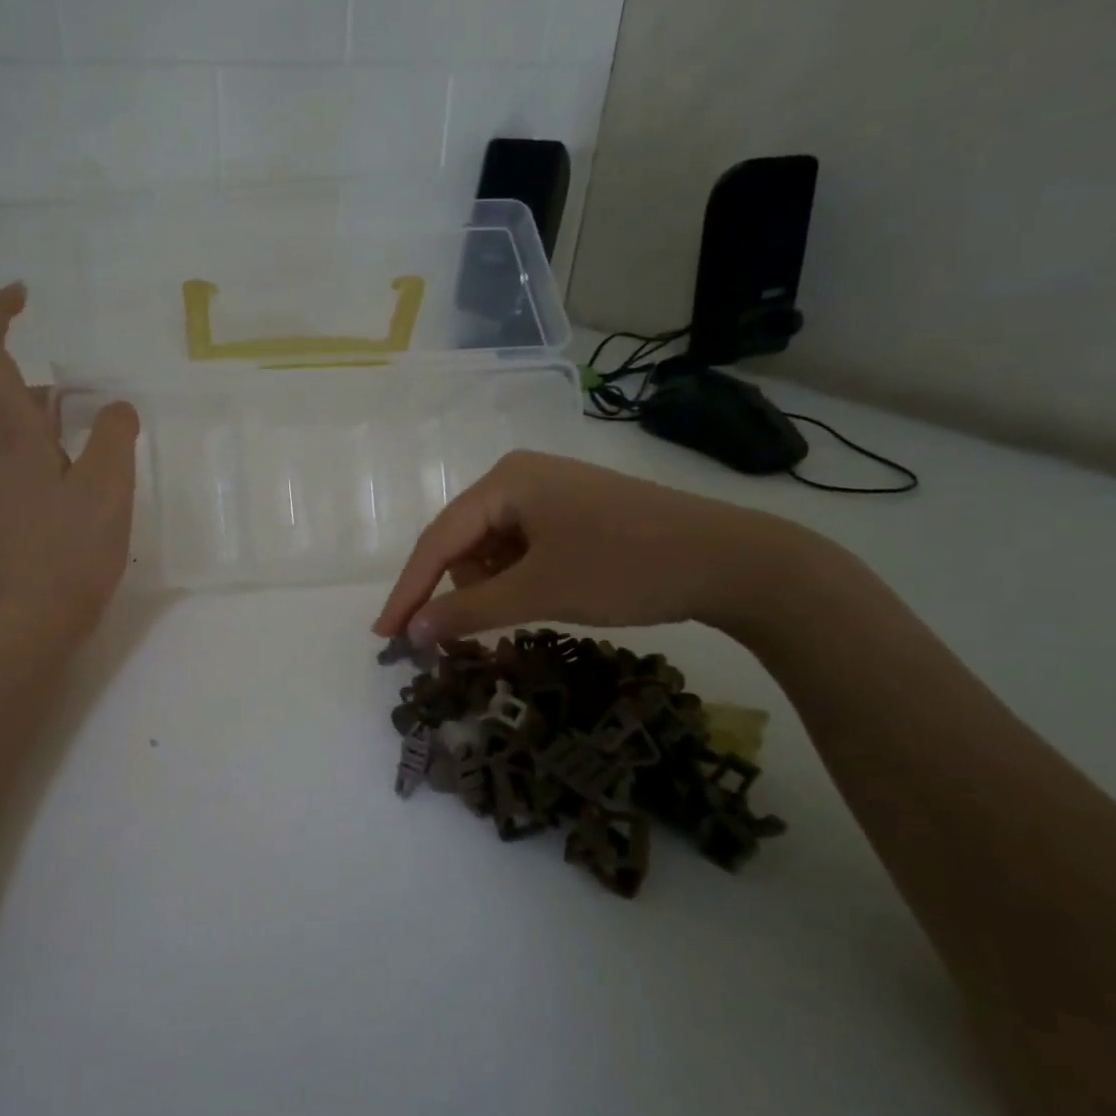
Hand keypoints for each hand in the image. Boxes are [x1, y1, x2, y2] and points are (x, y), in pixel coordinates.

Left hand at [0, 284, 139, 649]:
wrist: (30, 626)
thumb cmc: (67, 552)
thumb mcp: (105, 488)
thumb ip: (112, 435)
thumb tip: (114, 407)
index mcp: (12, 437)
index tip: (23, 294)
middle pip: (18, 398)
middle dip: (61, 389)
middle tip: (110, 405)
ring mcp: (0, 487)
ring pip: (31, 435)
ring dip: (68, 427)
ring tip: (116, 450)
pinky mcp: (11, 514)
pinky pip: (37, 466)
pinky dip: (65, 457)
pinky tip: (100, 488)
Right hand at [372, 450, 810, 644]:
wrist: (733, 561)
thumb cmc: (626, 567)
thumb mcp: (539, 592)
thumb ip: (468, 611)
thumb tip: (413, 633)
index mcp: (505, 481)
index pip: (437, 540)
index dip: (408, 591)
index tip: (383, 635)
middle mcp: (520, 477)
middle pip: (462, 542)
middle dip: (456, 590)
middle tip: (448, 639)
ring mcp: (549, 492)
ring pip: (492, 549)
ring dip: (490, 587)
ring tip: (515, 616)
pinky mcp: (573, 512)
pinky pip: (522, 548)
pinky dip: (517, 579)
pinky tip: (537, 599)